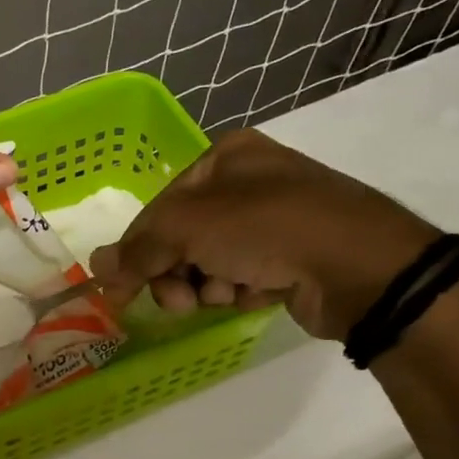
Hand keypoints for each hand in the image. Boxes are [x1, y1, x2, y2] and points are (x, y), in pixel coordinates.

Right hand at [93, 129, 436, 340]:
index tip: (120, 293)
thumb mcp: (190, 229)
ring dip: (207, 286)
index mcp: (224, 157)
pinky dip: (241, 291)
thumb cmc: (267, 229)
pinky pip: (244, 276)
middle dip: (175, 274)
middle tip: (180, 301)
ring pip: (211, 262)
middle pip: (183, 237)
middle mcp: (249, 181)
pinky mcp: (293, 256)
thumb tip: (96, 268)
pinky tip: (257, 295)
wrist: (362, 266)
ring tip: (226, 295)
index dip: (136, 251)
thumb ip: (138, 250)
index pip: (159, 208)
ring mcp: (274, 220)